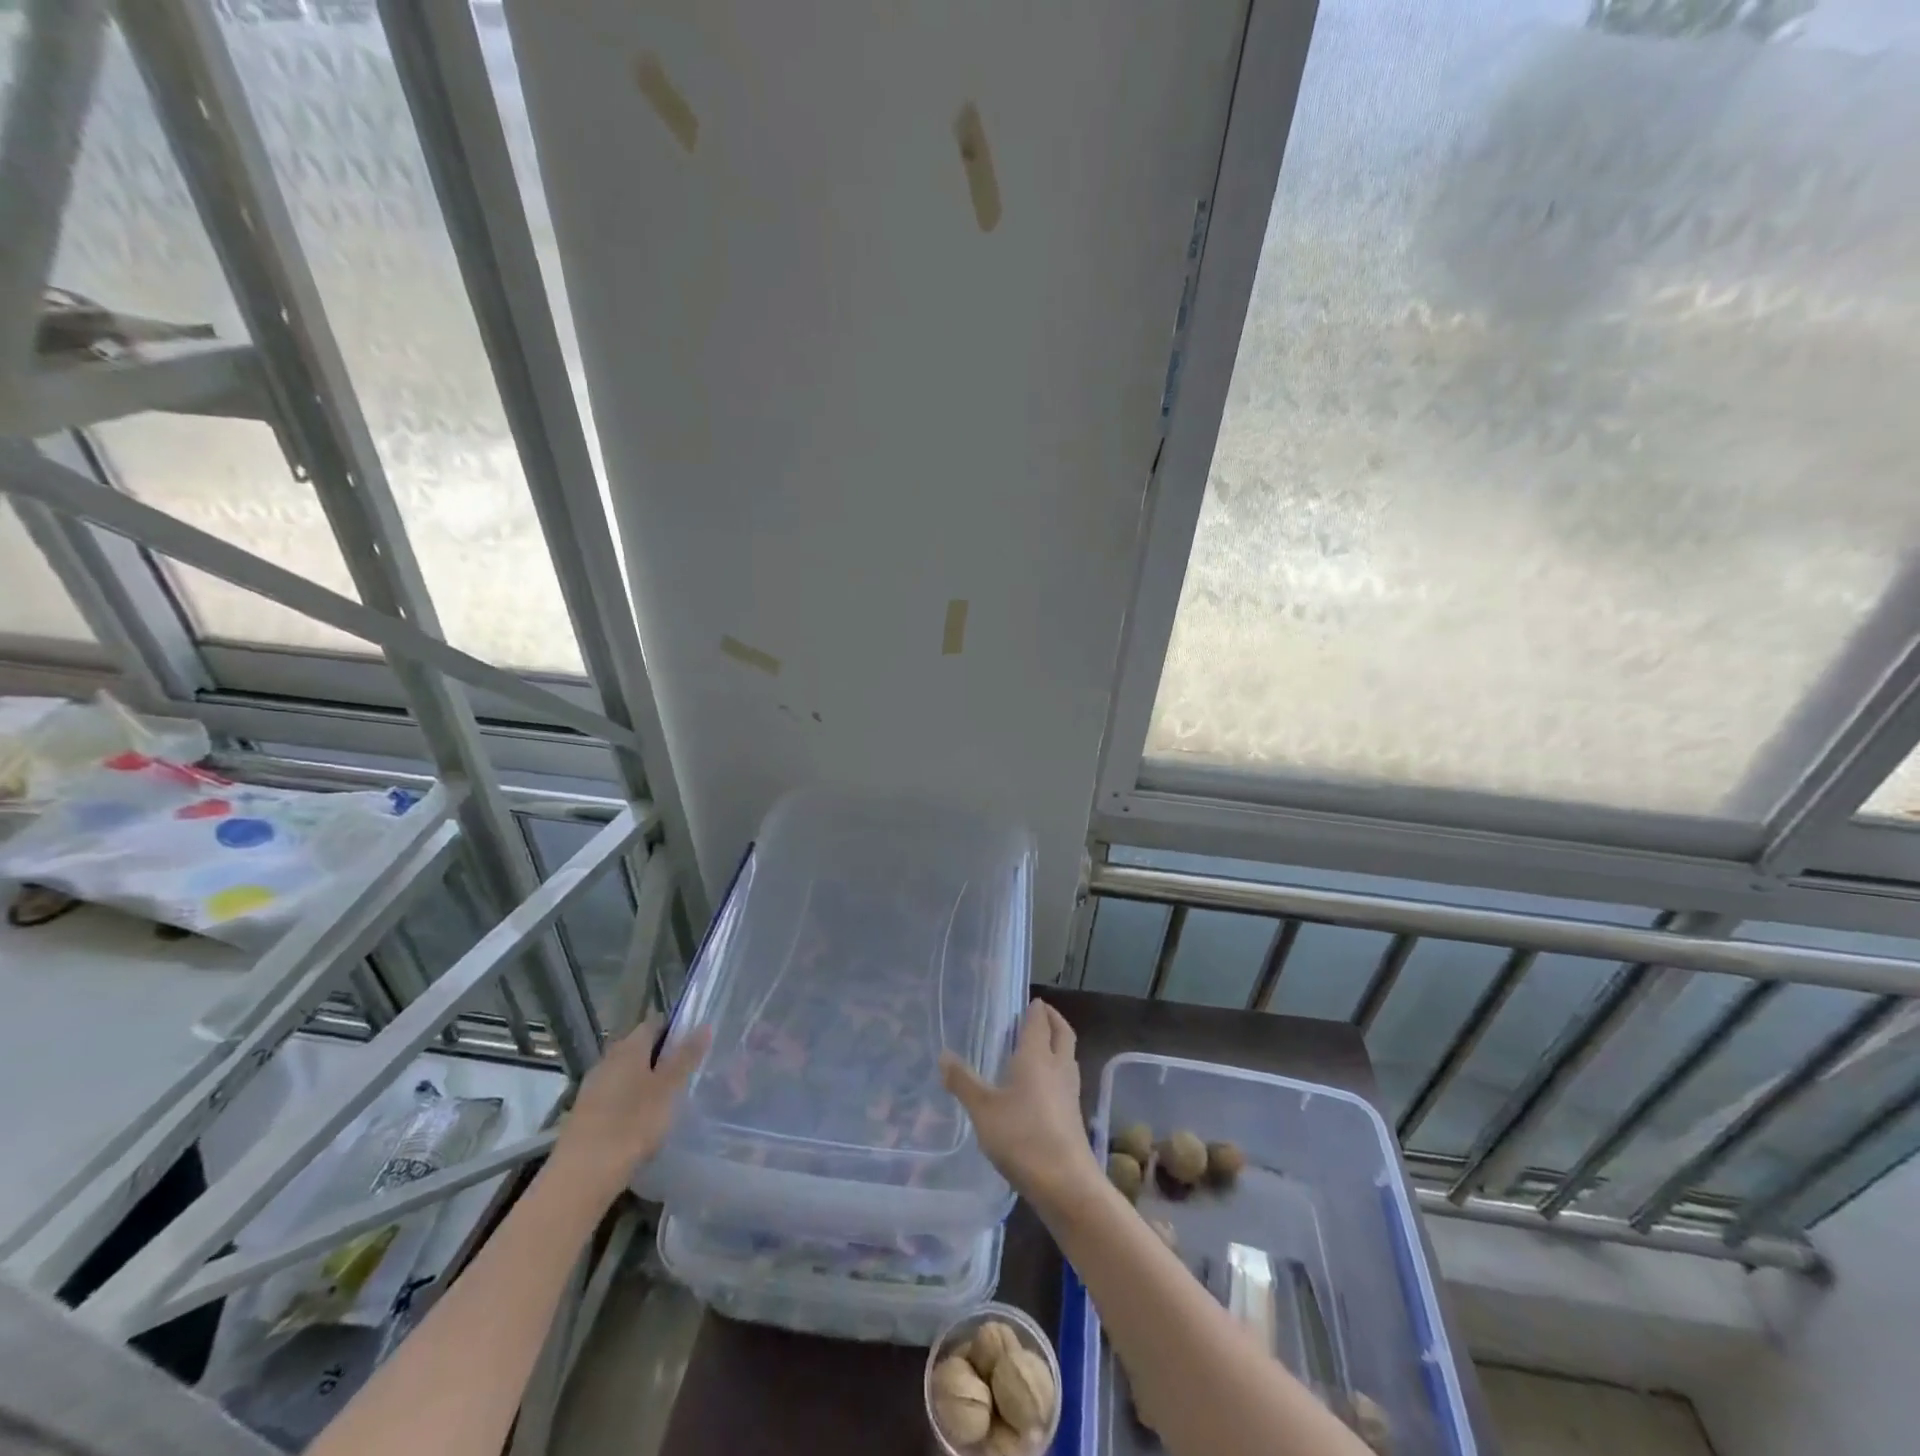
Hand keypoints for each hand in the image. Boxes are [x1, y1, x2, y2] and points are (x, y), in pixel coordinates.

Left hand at [548, 1017, 710, 1204]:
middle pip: (639, 1047)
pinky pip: (614, 1094)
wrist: (581, 1176)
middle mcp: (607, 1060)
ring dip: (645, 1079)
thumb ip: (686, 1057)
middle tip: (687, 1071)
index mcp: (629, 1047)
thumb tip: (704, 1025)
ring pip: (626, 1072)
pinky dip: (630, 1099)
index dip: (675, 1028)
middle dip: (661, 1055)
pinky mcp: (585, 1113)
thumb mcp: (669, 1089)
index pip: (654, 1023)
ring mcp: (593, 1087)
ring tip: (669, 1096)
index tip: (695, 1043)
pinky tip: (643, 1119)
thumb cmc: (632, 1124)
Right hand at [941, 999, 1099, 1215]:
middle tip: (1042, 1013)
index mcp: (1036, 1057)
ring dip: (1058, 1044)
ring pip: (1068, 1056)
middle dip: (1054, 1020)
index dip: (1036, 1009)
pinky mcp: (1073, 1115)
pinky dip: (1057, 1069)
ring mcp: (1069, 1092)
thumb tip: (943, 1055)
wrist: (1065, 1183)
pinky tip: (1043, 1085)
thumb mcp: (983, 1109)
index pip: (1039, 1022)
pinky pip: (1066, 1079)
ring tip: (1041, 1045)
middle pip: (1063, 1034)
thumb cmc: (1022, 1137)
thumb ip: (963, 1082)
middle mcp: (1057, 1067)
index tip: (1032, 1000)